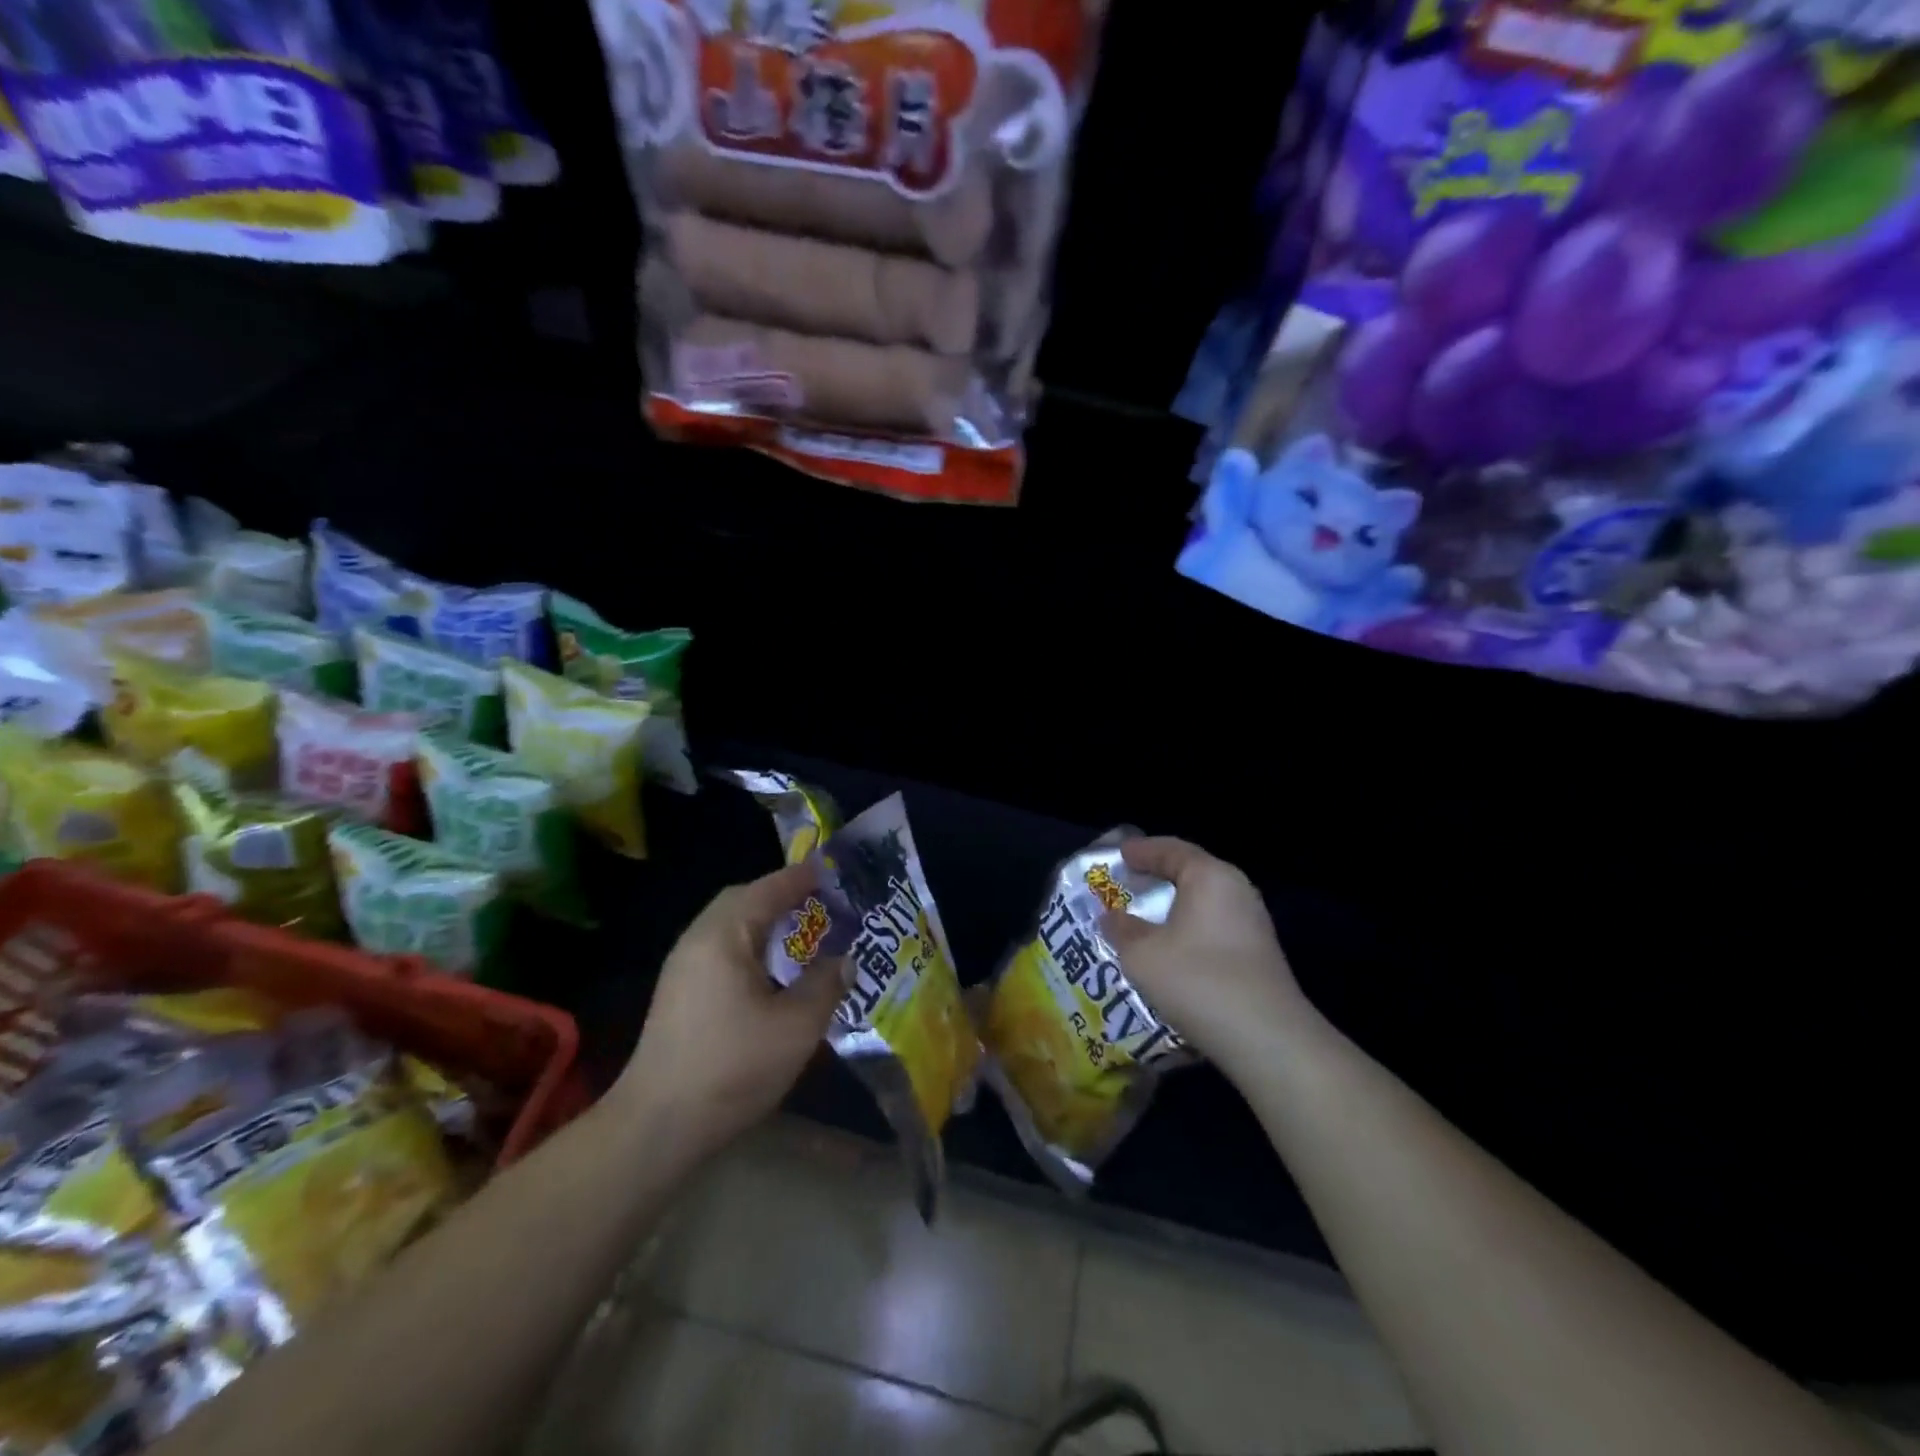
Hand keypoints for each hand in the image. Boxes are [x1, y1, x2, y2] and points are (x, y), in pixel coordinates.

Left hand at [614, 862, 843, 1164]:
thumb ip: (826, 985)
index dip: (801, 878)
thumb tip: (844, 960)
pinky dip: (750, 945)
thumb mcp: (796, 1026)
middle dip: (781, 895)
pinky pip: (720, 949)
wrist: (657, 1126)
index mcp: (724, 935)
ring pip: (729, 926)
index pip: (768, 889)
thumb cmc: (732, 1067)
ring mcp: (683, 967)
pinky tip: (772, 972)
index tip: (832, 871)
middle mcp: (698, 940)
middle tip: (819, 902)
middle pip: (742, 900)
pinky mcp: (678, 993)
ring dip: (764, 921)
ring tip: (802, 933)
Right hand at [1102, 837, 1315, 1078]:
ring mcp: (1252, 923)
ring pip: (1204, 902)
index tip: (1118, 854)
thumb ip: (1122, 929)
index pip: (1171, 849)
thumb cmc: (1197, 980)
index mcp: (1209, 876)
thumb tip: (1111, 917)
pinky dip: (1189, 927)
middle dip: (1158, 876)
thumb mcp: (1142, 954)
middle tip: (1128, 882)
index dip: (1141, 850)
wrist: (1266, 1038)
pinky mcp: (1258, 954)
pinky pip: (1214, 926)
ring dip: (1174, 906)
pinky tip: (1172, 948)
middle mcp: (1236, 890)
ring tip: (1144, 916)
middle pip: (1191, 872)